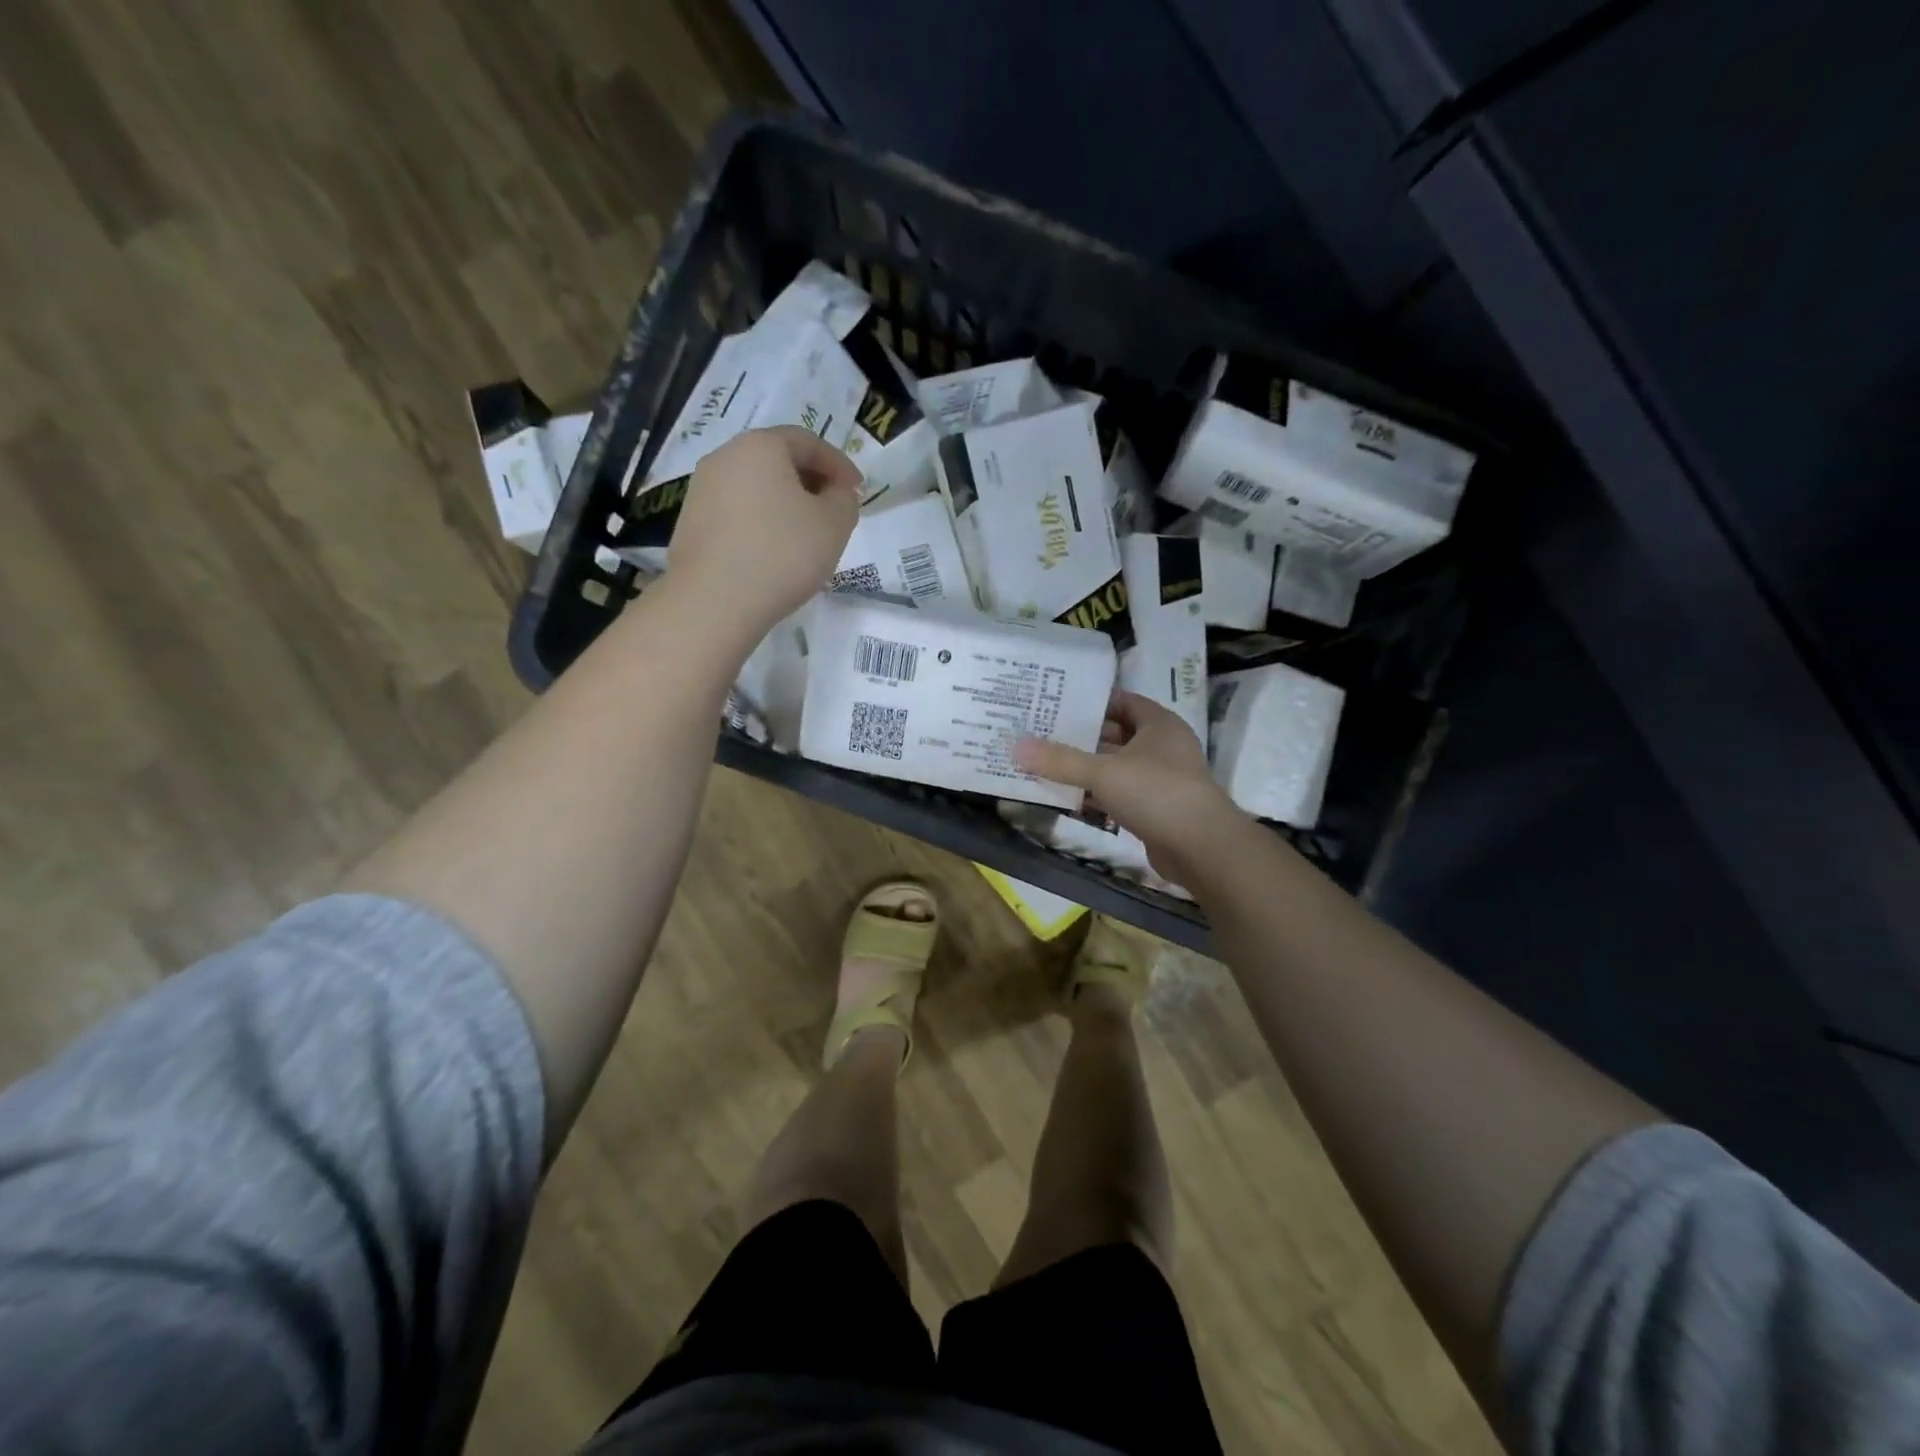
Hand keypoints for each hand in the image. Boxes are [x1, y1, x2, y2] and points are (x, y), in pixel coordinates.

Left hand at [668, 426, 861, 642]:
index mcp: (760, 446)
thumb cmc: (782, 554)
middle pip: (777, 461)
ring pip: (756, 488)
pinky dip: (762, 523)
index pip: (808, 442)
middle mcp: (724, 457)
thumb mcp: (834, 525)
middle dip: (811, 483)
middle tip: (834, 512)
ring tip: (807, 536)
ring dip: (785, 505)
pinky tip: (775, 553)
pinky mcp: (691, 523)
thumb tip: (835, 493)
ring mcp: (702, 490)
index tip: (858, 491)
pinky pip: (738, 513)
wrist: (714, 602)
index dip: (839, 465)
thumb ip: (844, 500)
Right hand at [1015, 691, 1239, 876]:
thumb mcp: (1103, 772)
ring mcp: (1162, 780)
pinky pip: (1120, 794)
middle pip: (1116, 735)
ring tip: (1046, 763)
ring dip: (1087, 768)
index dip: (1092, 701)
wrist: (1202, 848)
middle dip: (1082, 736)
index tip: (1057, 702)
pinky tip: (1068, 798)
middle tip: (1043, 733)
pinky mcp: (1156, 809)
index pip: (1122, 701)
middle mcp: (1163, 747)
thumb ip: (1060, 761)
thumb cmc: (1156, 793)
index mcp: (1159, 725)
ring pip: (1117, 767)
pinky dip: (1097, 795)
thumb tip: (1016, 747)